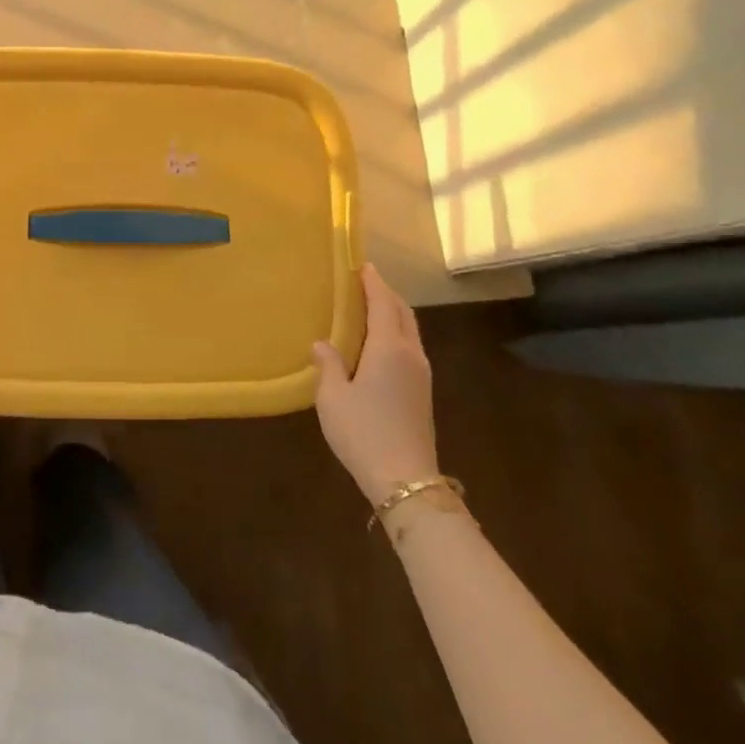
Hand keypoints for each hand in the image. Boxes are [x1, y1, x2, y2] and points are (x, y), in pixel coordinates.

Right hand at [312, 263, 437, 504]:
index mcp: (388, 348)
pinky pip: (409, 346)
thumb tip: (322, 343)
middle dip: (385, 294)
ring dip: (392, 313)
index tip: (362, 266)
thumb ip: (328, 364)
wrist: (404, 477)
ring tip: (370, 307)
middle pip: (402, 313)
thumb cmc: (363, 431)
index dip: (373, 283)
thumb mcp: (332, 397)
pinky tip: (379, 342)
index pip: (383, 304)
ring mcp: (421, 373)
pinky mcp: (422, 390)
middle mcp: (410, 354)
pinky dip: (395, 332)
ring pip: (409, 330)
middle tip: (364, 282)